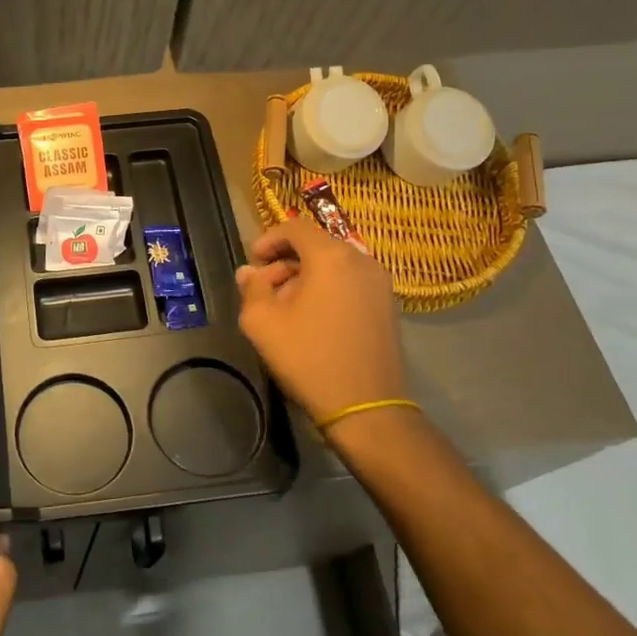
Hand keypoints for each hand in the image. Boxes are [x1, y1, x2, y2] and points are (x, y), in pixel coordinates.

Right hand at [235, 218, 408, 426]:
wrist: (367, 407)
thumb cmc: (309, 358)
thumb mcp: (262, 322)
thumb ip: (251, 288)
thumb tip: (249, 272)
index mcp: (331, 257)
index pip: (295, 228)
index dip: (269, 239)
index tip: (253, 261)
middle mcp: (361, 260)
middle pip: (316, 245)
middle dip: (285, 261)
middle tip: (265, 288)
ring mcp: (380, 283)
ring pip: (334, 264)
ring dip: (306, 275)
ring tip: (286, 306)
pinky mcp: (388, 306)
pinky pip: (350, 281)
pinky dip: (328, 288)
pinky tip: (313, 318)